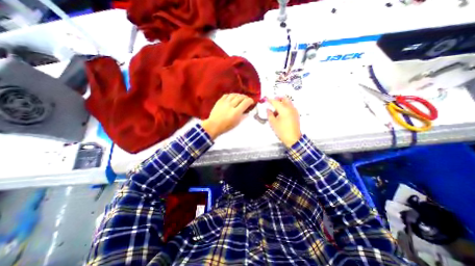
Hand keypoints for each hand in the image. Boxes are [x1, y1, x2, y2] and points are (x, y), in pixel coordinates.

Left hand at [201, 93, 253, 139]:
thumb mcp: (237, 122)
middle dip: (246, 97)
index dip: (250, 101)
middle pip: (240, 97)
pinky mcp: (219, 101)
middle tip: (247, 99)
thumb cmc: (226, 126)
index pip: (245, 102)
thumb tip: (247, 110)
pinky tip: (233, 97)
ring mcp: (224, 102)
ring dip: (239, 95)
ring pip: (234, 95)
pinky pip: (227, 95)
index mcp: (236, 112)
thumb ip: (242, 115)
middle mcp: (230, 105)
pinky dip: (231, 95)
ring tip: (241, 97)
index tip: (251, 102)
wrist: (213, 125)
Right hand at [267, 98, 299, 147]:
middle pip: (284, 99)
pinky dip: (286, 106)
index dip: (270, 100)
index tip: (266, 100)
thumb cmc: (282, 131)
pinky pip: (290, 107)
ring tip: (276, 109)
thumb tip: (268, 109)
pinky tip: (281, 113)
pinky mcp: (296, 114)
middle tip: (273, 101)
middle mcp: (290, 108)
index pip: (276, 102)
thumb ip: (270, 114)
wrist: (293, 138)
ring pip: (288, 102)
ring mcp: (294, 111)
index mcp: (284, 110)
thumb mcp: (273, 123)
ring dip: (282, 102)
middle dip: (278, 98)